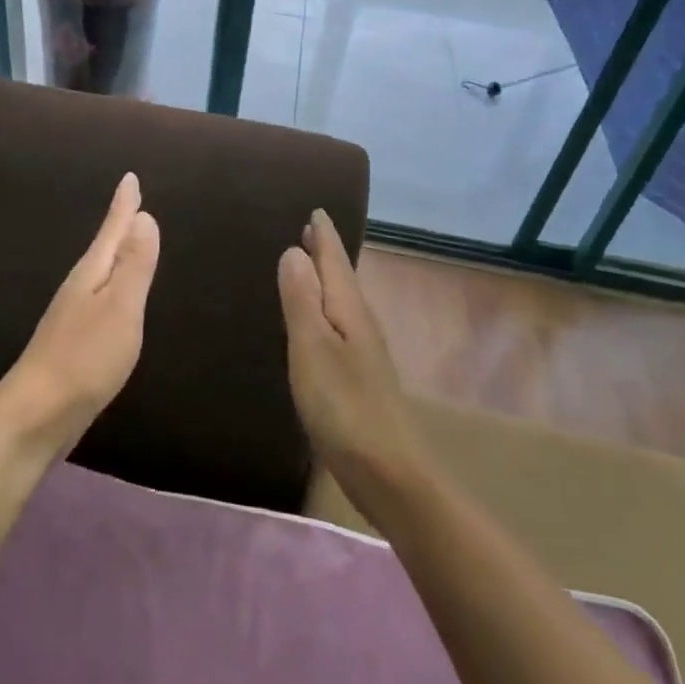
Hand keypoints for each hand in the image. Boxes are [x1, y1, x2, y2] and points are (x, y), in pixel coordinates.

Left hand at [6, 173, 160, 453]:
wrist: (36, 414)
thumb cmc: (85, 358)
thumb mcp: (120, 308)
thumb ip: (133, 265)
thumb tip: (144, 217)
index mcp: (91, 275)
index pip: (112, 231)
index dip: (124, 205)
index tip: (130, 178)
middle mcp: (78, 289)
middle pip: (104, 249)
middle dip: (119, 226)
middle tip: (132, 204)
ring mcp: (71, 317)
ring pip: (99, 275)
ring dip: (114, 256)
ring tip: (125, 243)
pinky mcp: (72, 343)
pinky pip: (98, 301)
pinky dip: (110, 288)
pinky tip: (111, 300)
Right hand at [277, 210, 422, 500]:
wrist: (389, 473)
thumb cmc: (344, 407)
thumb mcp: (313, 348)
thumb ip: (302, 300)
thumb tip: (294, 251)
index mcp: (349, 311)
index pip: (335, 262)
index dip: (324, 236)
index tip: (316, 210)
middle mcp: (360, 324)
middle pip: (341, 278)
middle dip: (326, 253)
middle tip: (310, 229)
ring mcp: (363, 353)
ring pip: (342, 301)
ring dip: (326, 279)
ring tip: (309, 264)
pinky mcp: (359, 378)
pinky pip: (339, 325)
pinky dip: (326, 309)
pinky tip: (318, 321)